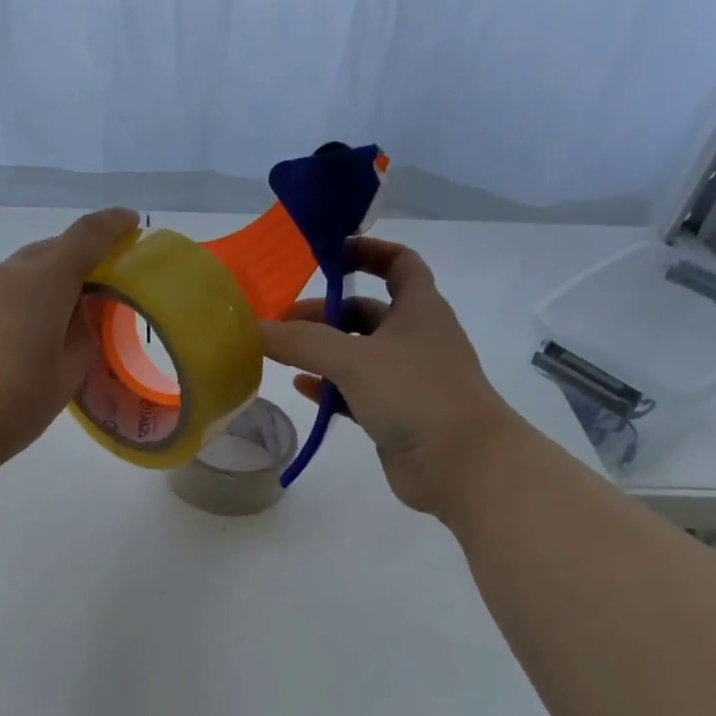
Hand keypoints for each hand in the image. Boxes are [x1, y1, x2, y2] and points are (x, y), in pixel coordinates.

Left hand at [0, 208, 139, 489]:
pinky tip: (11, 341)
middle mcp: (4, 276)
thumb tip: (80, 320)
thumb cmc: (11, 407)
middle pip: (47, 252)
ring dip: (41, 286)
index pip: (84, 238)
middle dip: (75, 260)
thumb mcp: (64, 380)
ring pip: (16, 275)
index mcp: (42, 284)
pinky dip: (12, 305)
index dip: (111, 226)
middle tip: (94, 288)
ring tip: (52, 322)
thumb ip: (82, 341)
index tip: (130, 222)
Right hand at [258, 237, 520, 514]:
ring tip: (281, 354)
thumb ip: (302, 341)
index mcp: (419, 309)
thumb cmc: (416, 394)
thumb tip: (254, 327)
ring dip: (323, 352)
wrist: (461, 463)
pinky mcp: (395, 414)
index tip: (327, 255)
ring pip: (359, 355)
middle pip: (366, 313)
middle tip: (282, 322)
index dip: (366, 251)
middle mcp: (415, 338)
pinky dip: (329, 388)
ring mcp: (407, 379)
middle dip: (325, 313)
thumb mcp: (354, 359)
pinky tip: (301, 387)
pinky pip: (356, 392)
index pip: (398, 263)